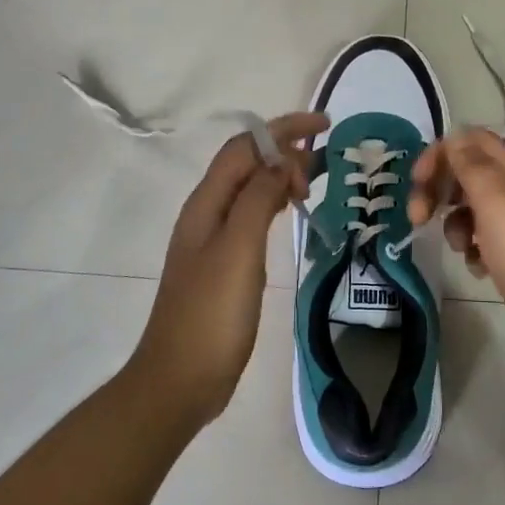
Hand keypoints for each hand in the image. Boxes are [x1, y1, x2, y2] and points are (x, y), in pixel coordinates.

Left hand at [129, 112, 327, 426]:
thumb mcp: (239, 250)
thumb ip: (258, 199)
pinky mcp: (223, 263)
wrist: (180, 379)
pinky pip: (251, 215)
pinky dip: (273, 202)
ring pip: (249, 188)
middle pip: (246, 163)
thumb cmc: (211, 314)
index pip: (245, 147)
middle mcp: (207, 213)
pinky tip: (289, 213)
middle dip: (283, 150)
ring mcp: (213, 239)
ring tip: (313, 182)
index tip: (324, 126)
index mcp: (206, 203)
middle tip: (322, 167)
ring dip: (279, 175)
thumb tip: (281, 160)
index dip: (283, 129)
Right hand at [408, 129, 504, 387]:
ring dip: (454, 224)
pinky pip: (484, 244)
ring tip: (460, 249)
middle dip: (439, 190)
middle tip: (418, 217)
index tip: (417, 182)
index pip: (472, 142)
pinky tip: (478, 269)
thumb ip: (473, 167)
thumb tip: (454, 137)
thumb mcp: (497, 204)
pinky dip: (473, 251)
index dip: (441, 153)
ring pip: (473, 211)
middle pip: (469, 174)